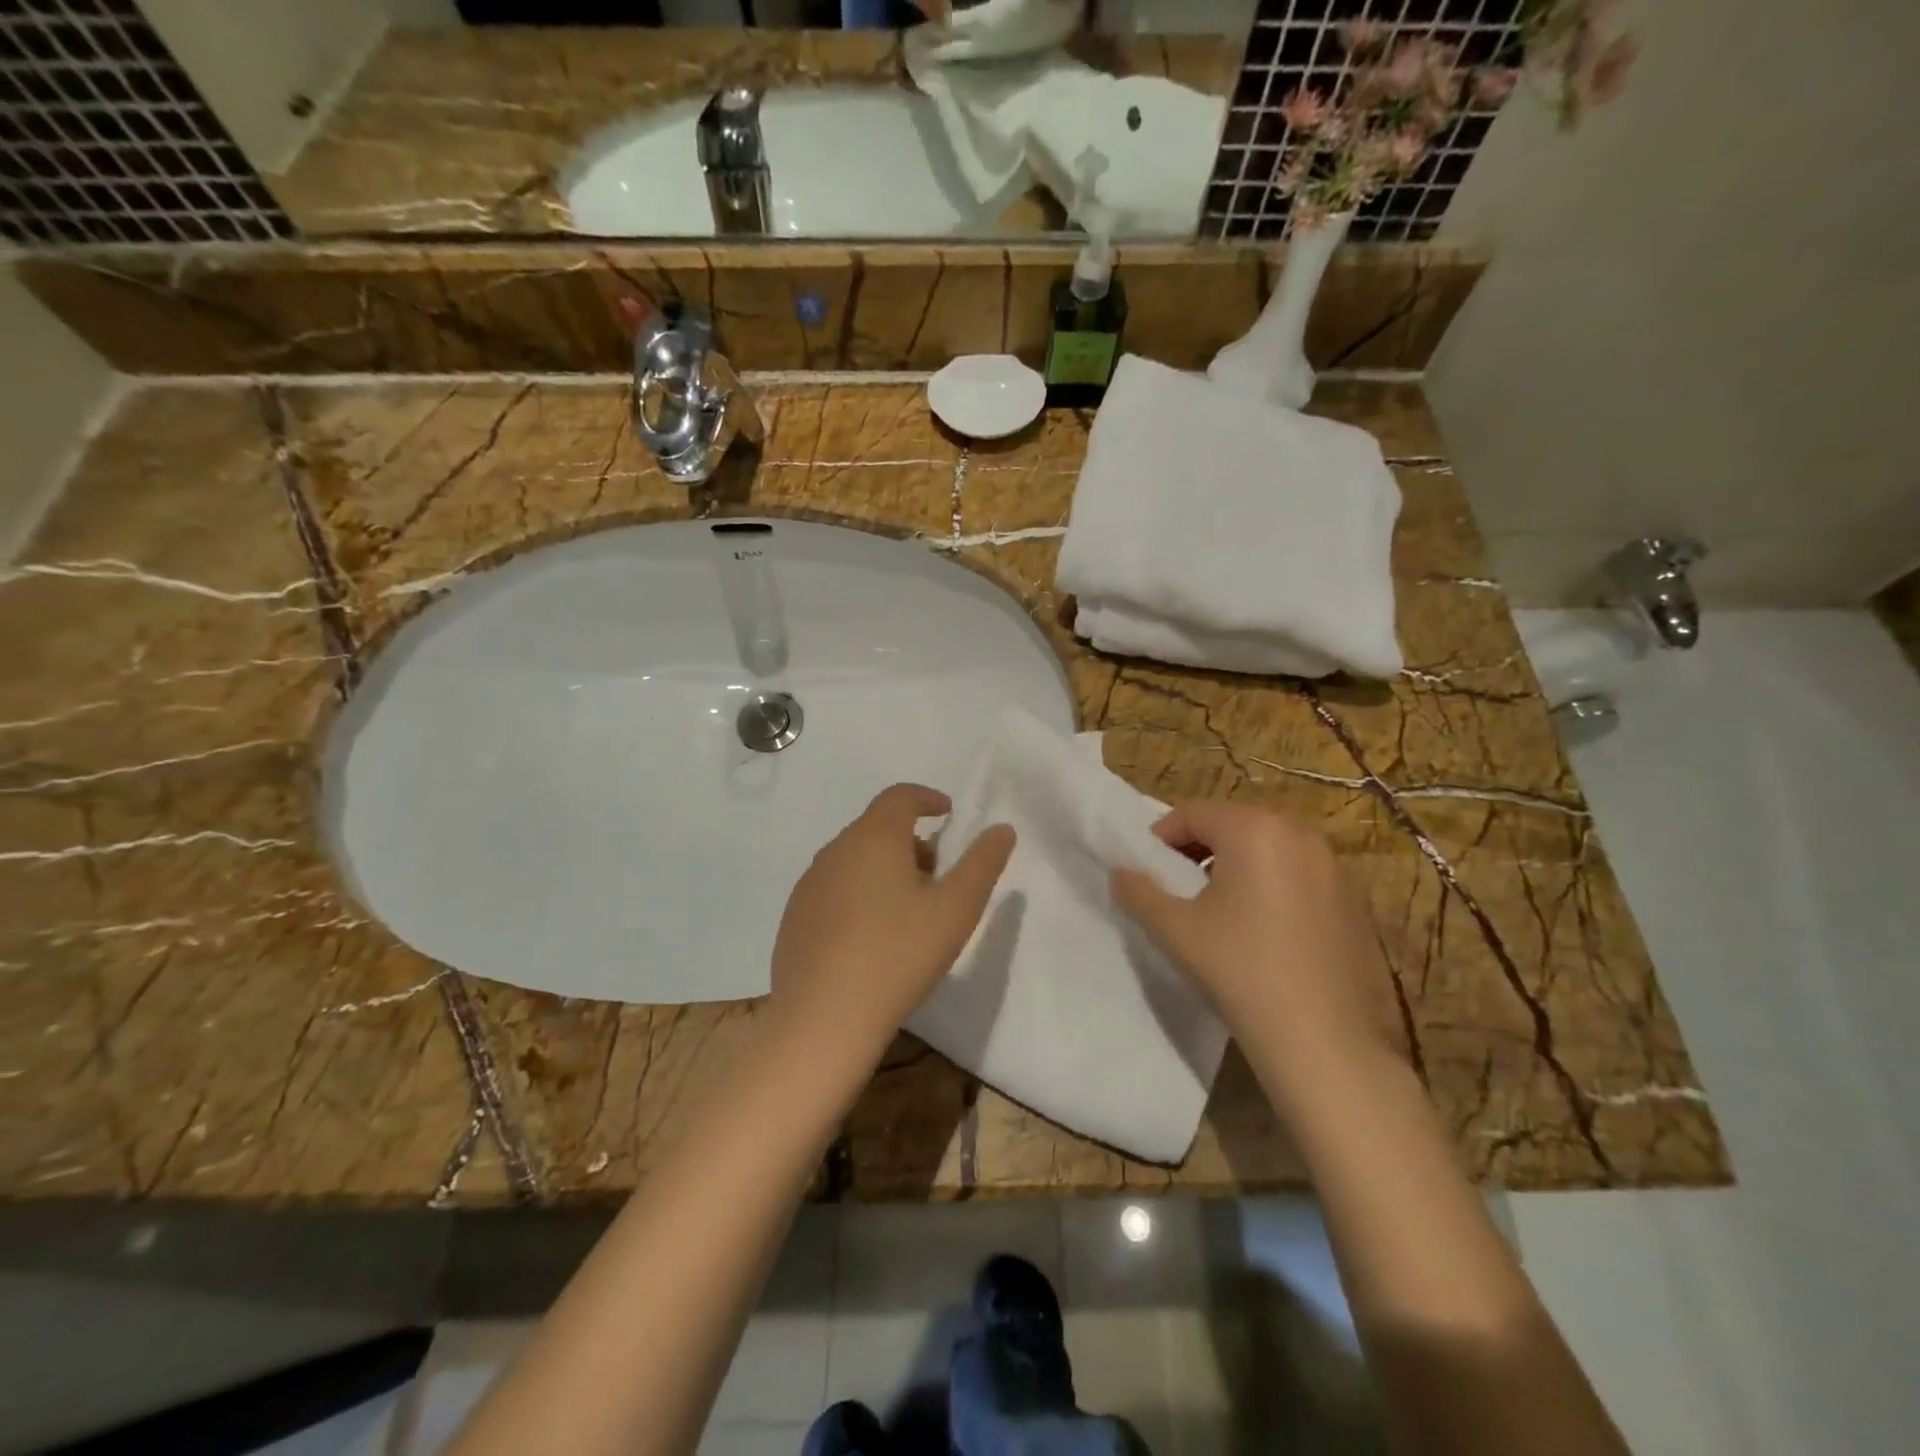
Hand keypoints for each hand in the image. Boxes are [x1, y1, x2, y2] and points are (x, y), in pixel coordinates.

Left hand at [770, 784, 1014, 1055]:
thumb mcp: (956, 909)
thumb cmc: (898, 955)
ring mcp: (809, 884)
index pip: (900, 796)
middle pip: (877, 827)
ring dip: (883, 867)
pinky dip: (858, 892)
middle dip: (910, 840)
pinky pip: (834, 887)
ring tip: (907, 909)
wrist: (823, 1019)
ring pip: (854, 858)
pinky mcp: (795, 916)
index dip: (926, 798)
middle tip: (936, 874)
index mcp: (874, 837)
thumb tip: (1001, 829)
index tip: (947, 812)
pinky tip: (870, 936)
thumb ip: (983, 863)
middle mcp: (836, 850)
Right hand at [1111, 802, 1392, 1060]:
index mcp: (1253, 829)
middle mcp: (1299, 832)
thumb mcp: (1174, 929)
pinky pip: (1300, 870)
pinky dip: (1274, 881)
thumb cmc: (1239, 970)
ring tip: (1221, 906)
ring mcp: (1333, 864)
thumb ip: (1139, 892)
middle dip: (1201, 846)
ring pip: (1269, 844)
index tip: (1150, 871)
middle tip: (1180, 885)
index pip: (1192, 813)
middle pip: (1234, 822)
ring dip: (1237, 862)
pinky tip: (1265, 928)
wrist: (1323, 1039)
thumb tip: (1119, 872)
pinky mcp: (1354, 897)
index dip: (1162, 837)